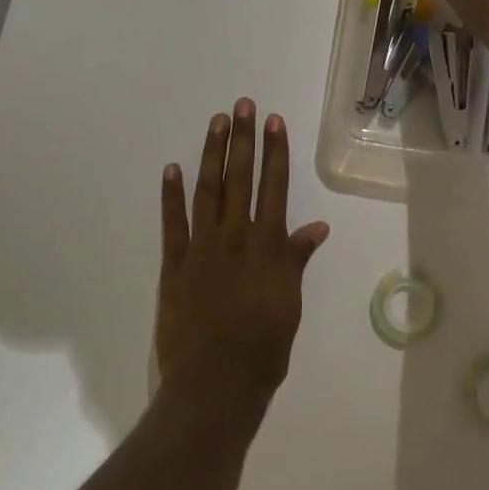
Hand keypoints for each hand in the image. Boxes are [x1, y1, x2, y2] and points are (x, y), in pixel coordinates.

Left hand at [157, 100, 329, 412]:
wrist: (216, 385)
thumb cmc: (263, 348)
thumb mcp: (290, 304)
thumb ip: (297, 260)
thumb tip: (317, 226)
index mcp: (268, 245)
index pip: (274, 186)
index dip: (275, 151)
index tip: (273, 121)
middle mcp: (236, 236)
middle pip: (241, 178)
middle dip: (243, 139)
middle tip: (242, 105)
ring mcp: (202, 248)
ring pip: (208, 190)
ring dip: (212, 154)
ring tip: (216, 122)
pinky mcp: (174, 265)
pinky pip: (172, 223)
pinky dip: (171, 195)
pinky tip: (172, 169)